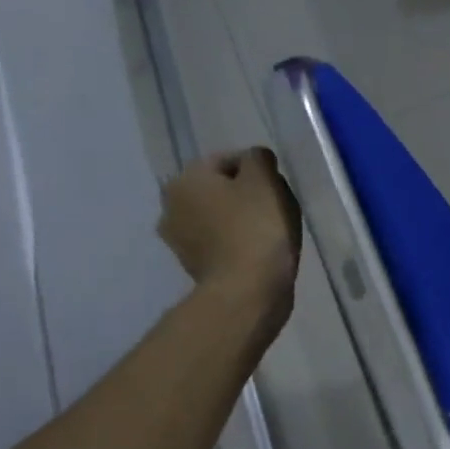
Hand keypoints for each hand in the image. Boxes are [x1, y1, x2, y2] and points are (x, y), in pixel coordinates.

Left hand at [157, 149, 302, 324]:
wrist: (247, 289)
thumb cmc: (257, 227)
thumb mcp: (265, 180)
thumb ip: (258, 159)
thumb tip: (254, 160)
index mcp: (185, 179)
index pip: (227, 160)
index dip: (258, 170)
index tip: (278, 187)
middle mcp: (171, 205)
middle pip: (219, 188)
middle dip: (245, 194)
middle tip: (276, 207)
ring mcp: (178, 239)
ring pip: (217, 215)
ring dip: (239, 218)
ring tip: (269, 231)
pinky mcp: (192, 265)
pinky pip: (218, 240)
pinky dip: (235, 240)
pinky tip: (257, 250)